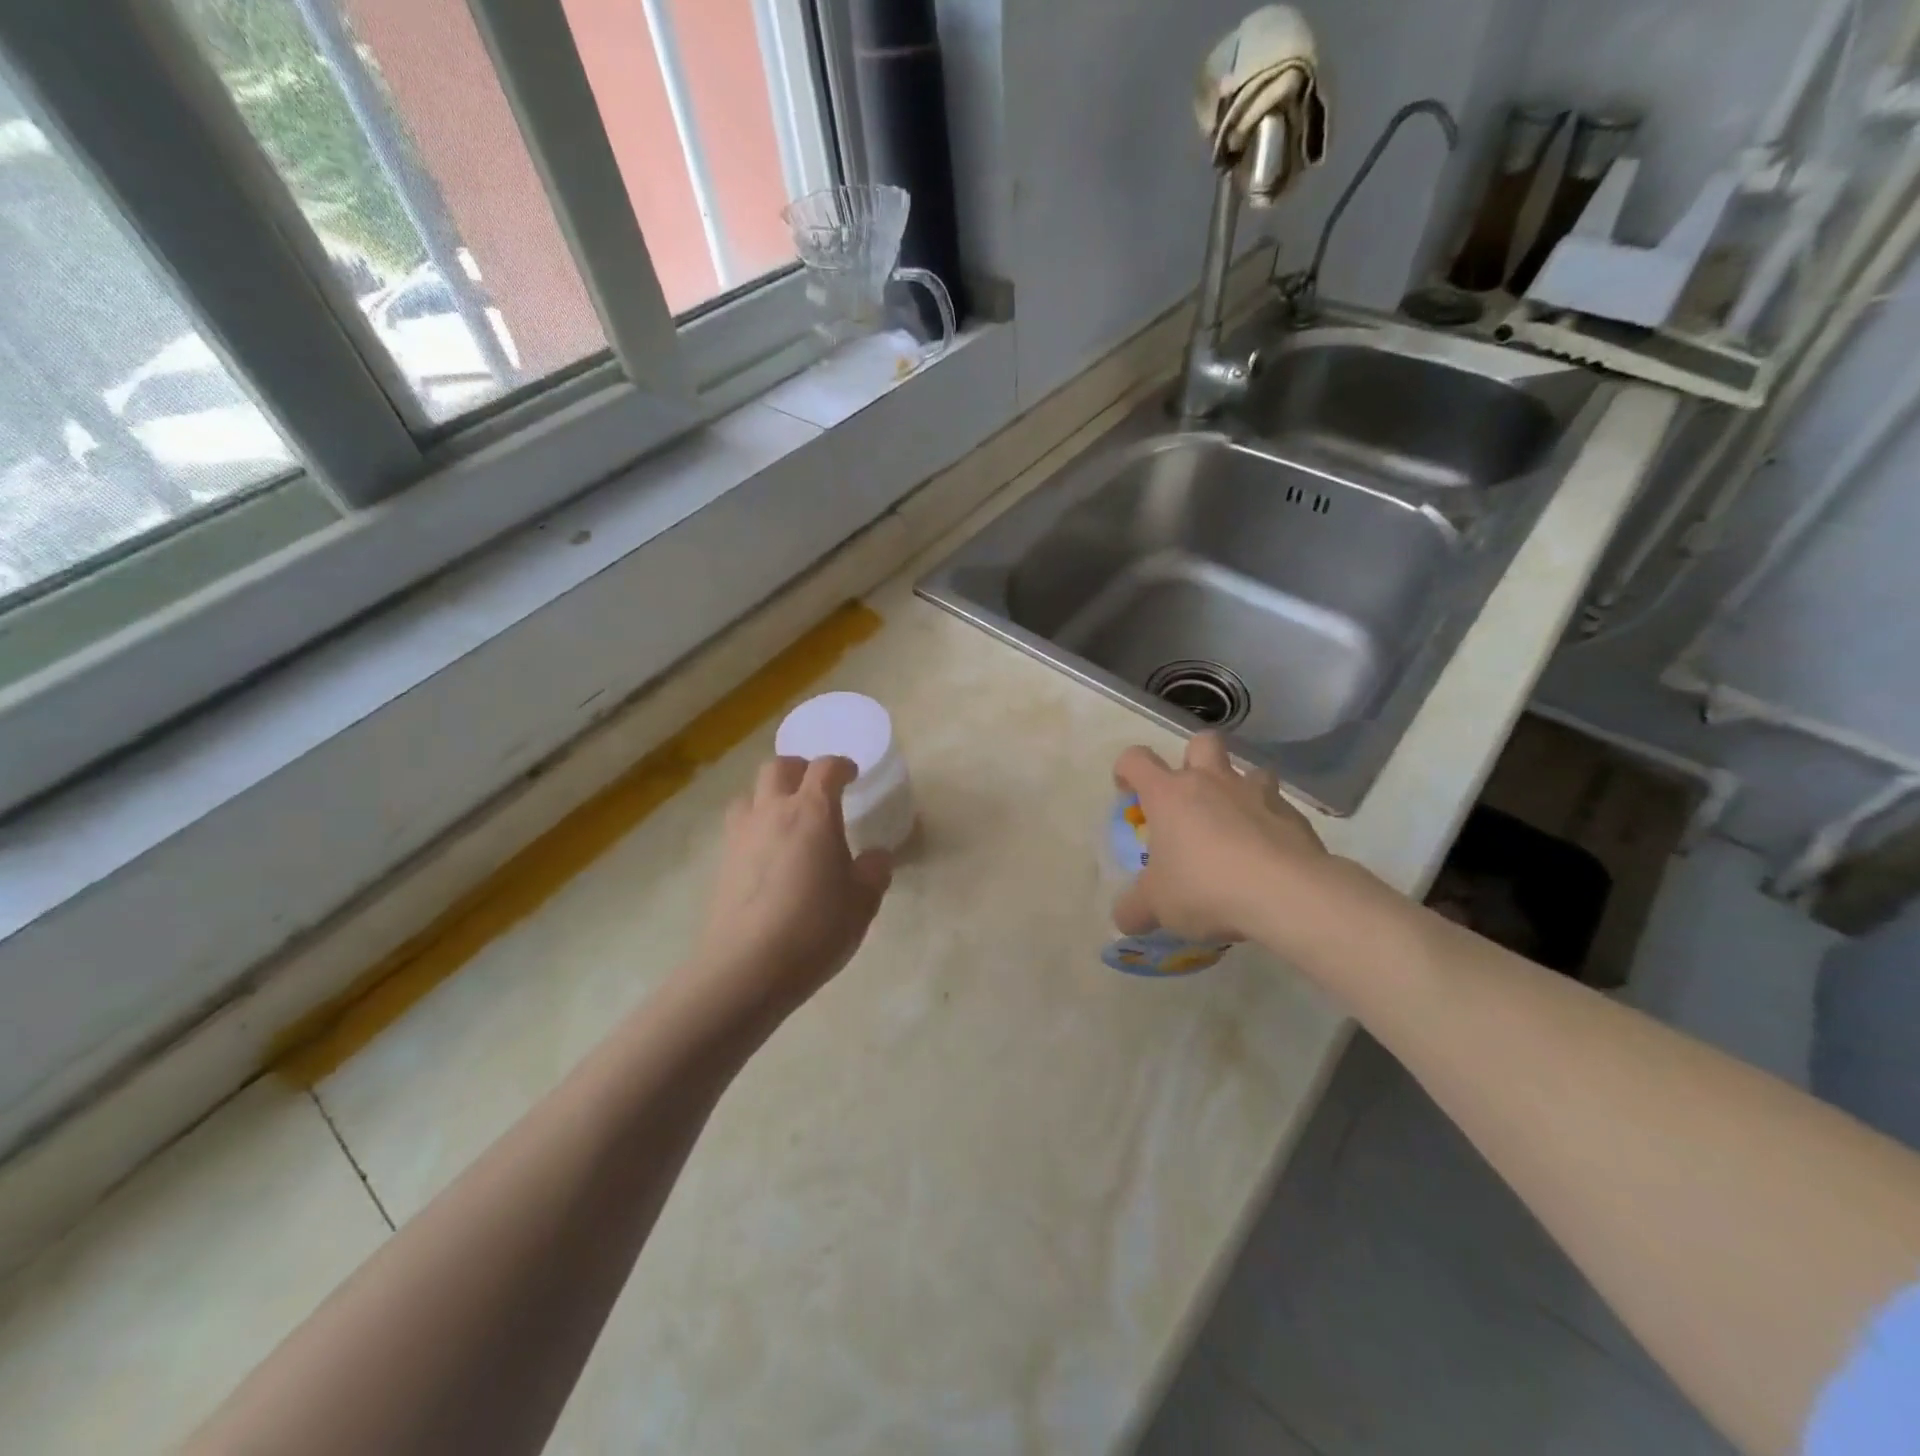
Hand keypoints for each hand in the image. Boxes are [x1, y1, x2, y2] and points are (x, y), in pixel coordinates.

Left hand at [688, 755, 893, 1024]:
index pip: (825, 768)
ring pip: (750, 793)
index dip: (841, 766)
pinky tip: (767, 855)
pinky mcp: (722, 862)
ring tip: (786, 819)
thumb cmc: (815, 927)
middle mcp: (773, 812)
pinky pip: (738, 826)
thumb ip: (874, 871)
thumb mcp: (862, 902)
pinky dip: (754, 826)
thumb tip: (876, 856)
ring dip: (769, 795)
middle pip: (778, 767)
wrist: (747, 967)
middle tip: (816, 789)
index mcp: (813, 812)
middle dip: (799, 769)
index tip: (852, 775)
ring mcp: (741, 835)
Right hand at [1112, 733, 1326, 942]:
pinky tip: (1269, 855)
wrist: (1284, 893)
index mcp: (1169, 794)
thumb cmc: (1204, 886)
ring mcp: (1257, 794)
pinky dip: (1271, 824)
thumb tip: (1125, 917)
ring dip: (1241, 789)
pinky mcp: (1294, 816)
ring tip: (1237, 824)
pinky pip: (1279, 809)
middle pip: (1202, 742)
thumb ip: (1135, 908)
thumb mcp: (1156, 905)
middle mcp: (1211, 782)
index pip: (1137, 760)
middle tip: (1191, 795)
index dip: (1127, 769)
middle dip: (1194, 758)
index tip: (1128, 792)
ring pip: (1250, 770)